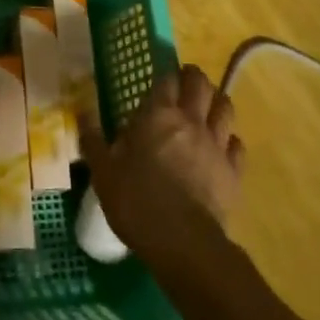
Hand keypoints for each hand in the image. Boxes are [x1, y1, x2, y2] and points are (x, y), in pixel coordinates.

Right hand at [84, 64, 244, 262]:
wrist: (183, 243)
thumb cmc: (137, 201)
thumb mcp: (103, 172)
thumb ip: (93, 140)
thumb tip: (82, 113)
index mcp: (157, 115)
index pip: (166, 79)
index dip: (165, 76)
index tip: (161, 81)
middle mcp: (190, 120)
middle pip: (200, 85)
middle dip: (194, 78)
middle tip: (185, 83)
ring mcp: (216, 145)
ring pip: (225, 108)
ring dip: (216, 103)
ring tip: (207, 108)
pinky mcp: (234, 172)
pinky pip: (237, 145)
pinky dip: (230, 141)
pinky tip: (222, 147)